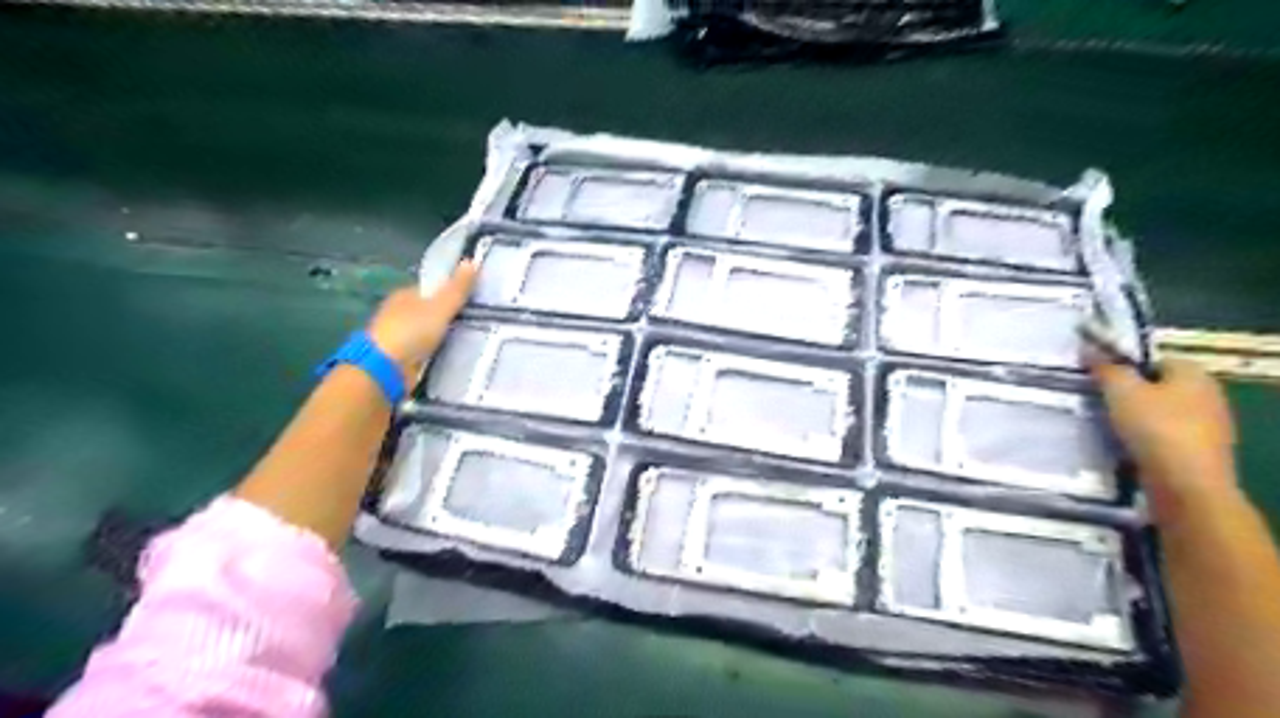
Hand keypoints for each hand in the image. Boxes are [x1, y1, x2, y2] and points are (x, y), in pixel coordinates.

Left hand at [366, 261, 477, 384]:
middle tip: (477, 321)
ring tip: (472, 339)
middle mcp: (399, 313)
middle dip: (449, 315)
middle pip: (430, 310)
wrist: (385, 369)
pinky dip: (438, 350)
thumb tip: (472, 260)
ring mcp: (399, 336)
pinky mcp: (402, 356)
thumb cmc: (411, 331)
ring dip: (444, 335)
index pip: (431, 289)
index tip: (473, 300)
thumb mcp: (441, 307)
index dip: (451, 292)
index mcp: (404, 295)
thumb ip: (457, 288)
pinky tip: (454, 353)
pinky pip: (427, 349)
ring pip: (428, 331)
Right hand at [1089, 358, 1240, 505]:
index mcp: (1194, 374)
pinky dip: (1144, 438)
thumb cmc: (1155, 427)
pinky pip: (1163, 436)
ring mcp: (1207, 426)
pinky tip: (1124, 445)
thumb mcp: (1120, 390)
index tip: (1098, 377)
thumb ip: (1105, 368)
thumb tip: (1088, 348)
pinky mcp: (1198, 452)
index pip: (1154, 359)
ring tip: (1104, 424)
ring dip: (1134, 417)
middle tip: (1097, 400)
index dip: (1125, 365)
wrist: (1186, 484)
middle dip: (1129, 391)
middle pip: (1158, 386)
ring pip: (1159, 412)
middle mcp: (1207, 395)